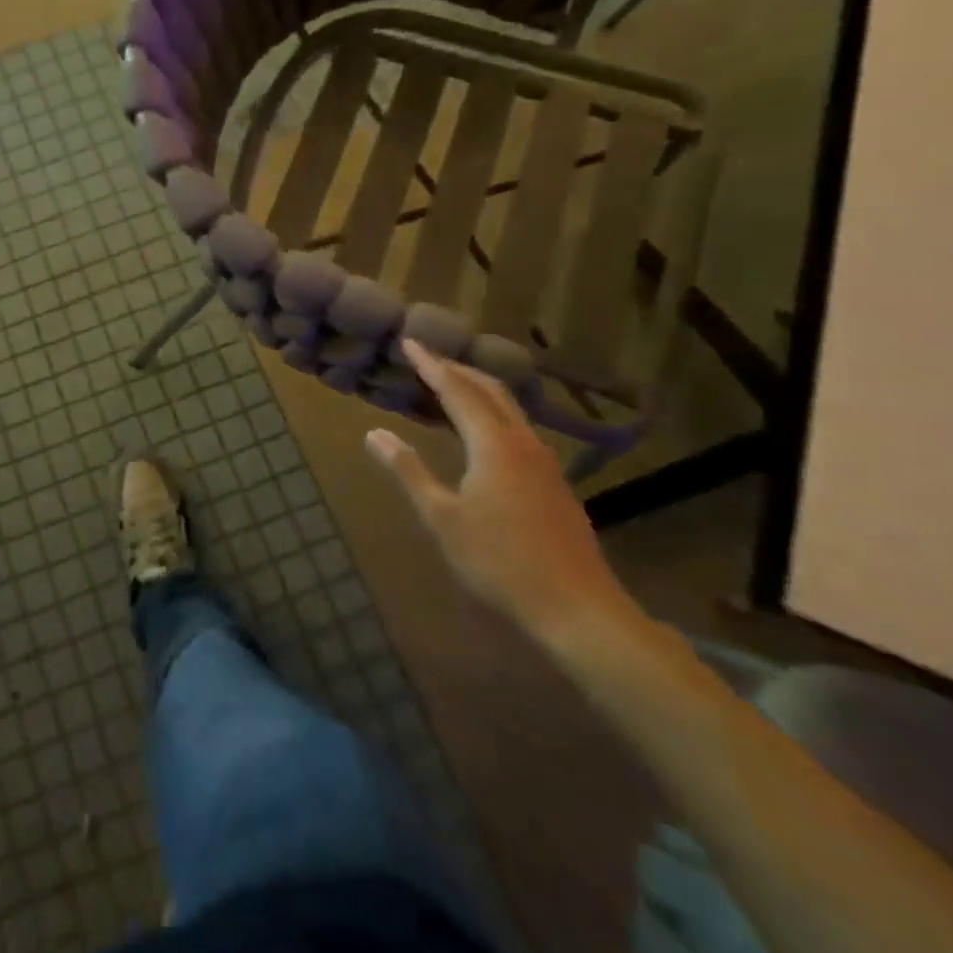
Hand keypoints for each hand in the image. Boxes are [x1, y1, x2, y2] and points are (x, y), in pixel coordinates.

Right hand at [363, 343, 639, 647]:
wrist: (577, 609)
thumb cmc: (499, 561)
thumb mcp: (442, 517)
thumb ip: (409, 471)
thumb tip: (374, 433)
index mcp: (493, 444)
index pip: (457, 390)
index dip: (431, 365)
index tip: (409, 343)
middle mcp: (522, 442)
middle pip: (490, 390)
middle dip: (457, 369)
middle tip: (427, 358)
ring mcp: (544, 463)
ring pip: (509, 409)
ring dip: (477, 390)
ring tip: (449, 387)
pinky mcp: (553, 483)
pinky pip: (517, 429)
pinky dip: (491, 414)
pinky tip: (481, 433)